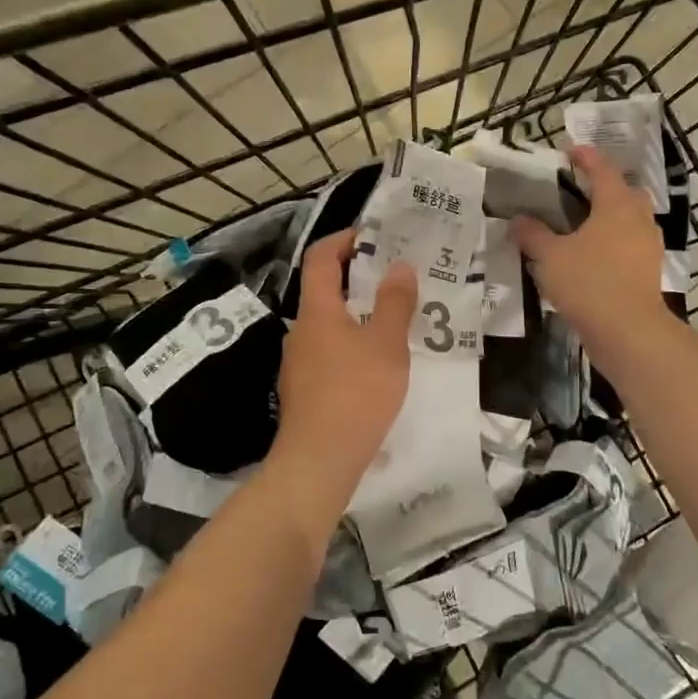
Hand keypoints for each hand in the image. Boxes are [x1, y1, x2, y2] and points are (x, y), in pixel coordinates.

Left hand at [270, 230, 415, 499]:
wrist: (319, 461)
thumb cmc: (355, 393)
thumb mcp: (386, 344)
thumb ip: (395, 303)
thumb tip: (398, 266)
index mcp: (317, 311)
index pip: (321, 257)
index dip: (345, 239)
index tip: (376, 237)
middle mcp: (301, 330)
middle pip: (326, 290)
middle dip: (360, 279)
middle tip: (398, 279)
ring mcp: (299, 363)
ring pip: (330, 325)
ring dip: (359, 316)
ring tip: (395, 322)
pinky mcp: (305, 390)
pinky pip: (330, 353)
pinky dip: (353, 346)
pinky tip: (378, 366)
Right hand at [512, 145, 667, 354]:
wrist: (628, 331)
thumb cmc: (589, 282)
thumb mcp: (551, 257)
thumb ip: (533, 235)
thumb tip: (517, 220)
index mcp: (617, 204)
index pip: (602, 170)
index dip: (585, 157)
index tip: (569, 150)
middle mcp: (638, 218)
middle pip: (624, 192)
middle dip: (603, 186)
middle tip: (578, 188)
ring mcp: (648, 245)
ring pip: (629, 219)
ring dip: (609, 215)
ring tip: (582, 222)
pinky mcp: (648, 270)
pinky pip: (630, 244)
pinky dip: (613, 241)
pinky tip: (593, 254)